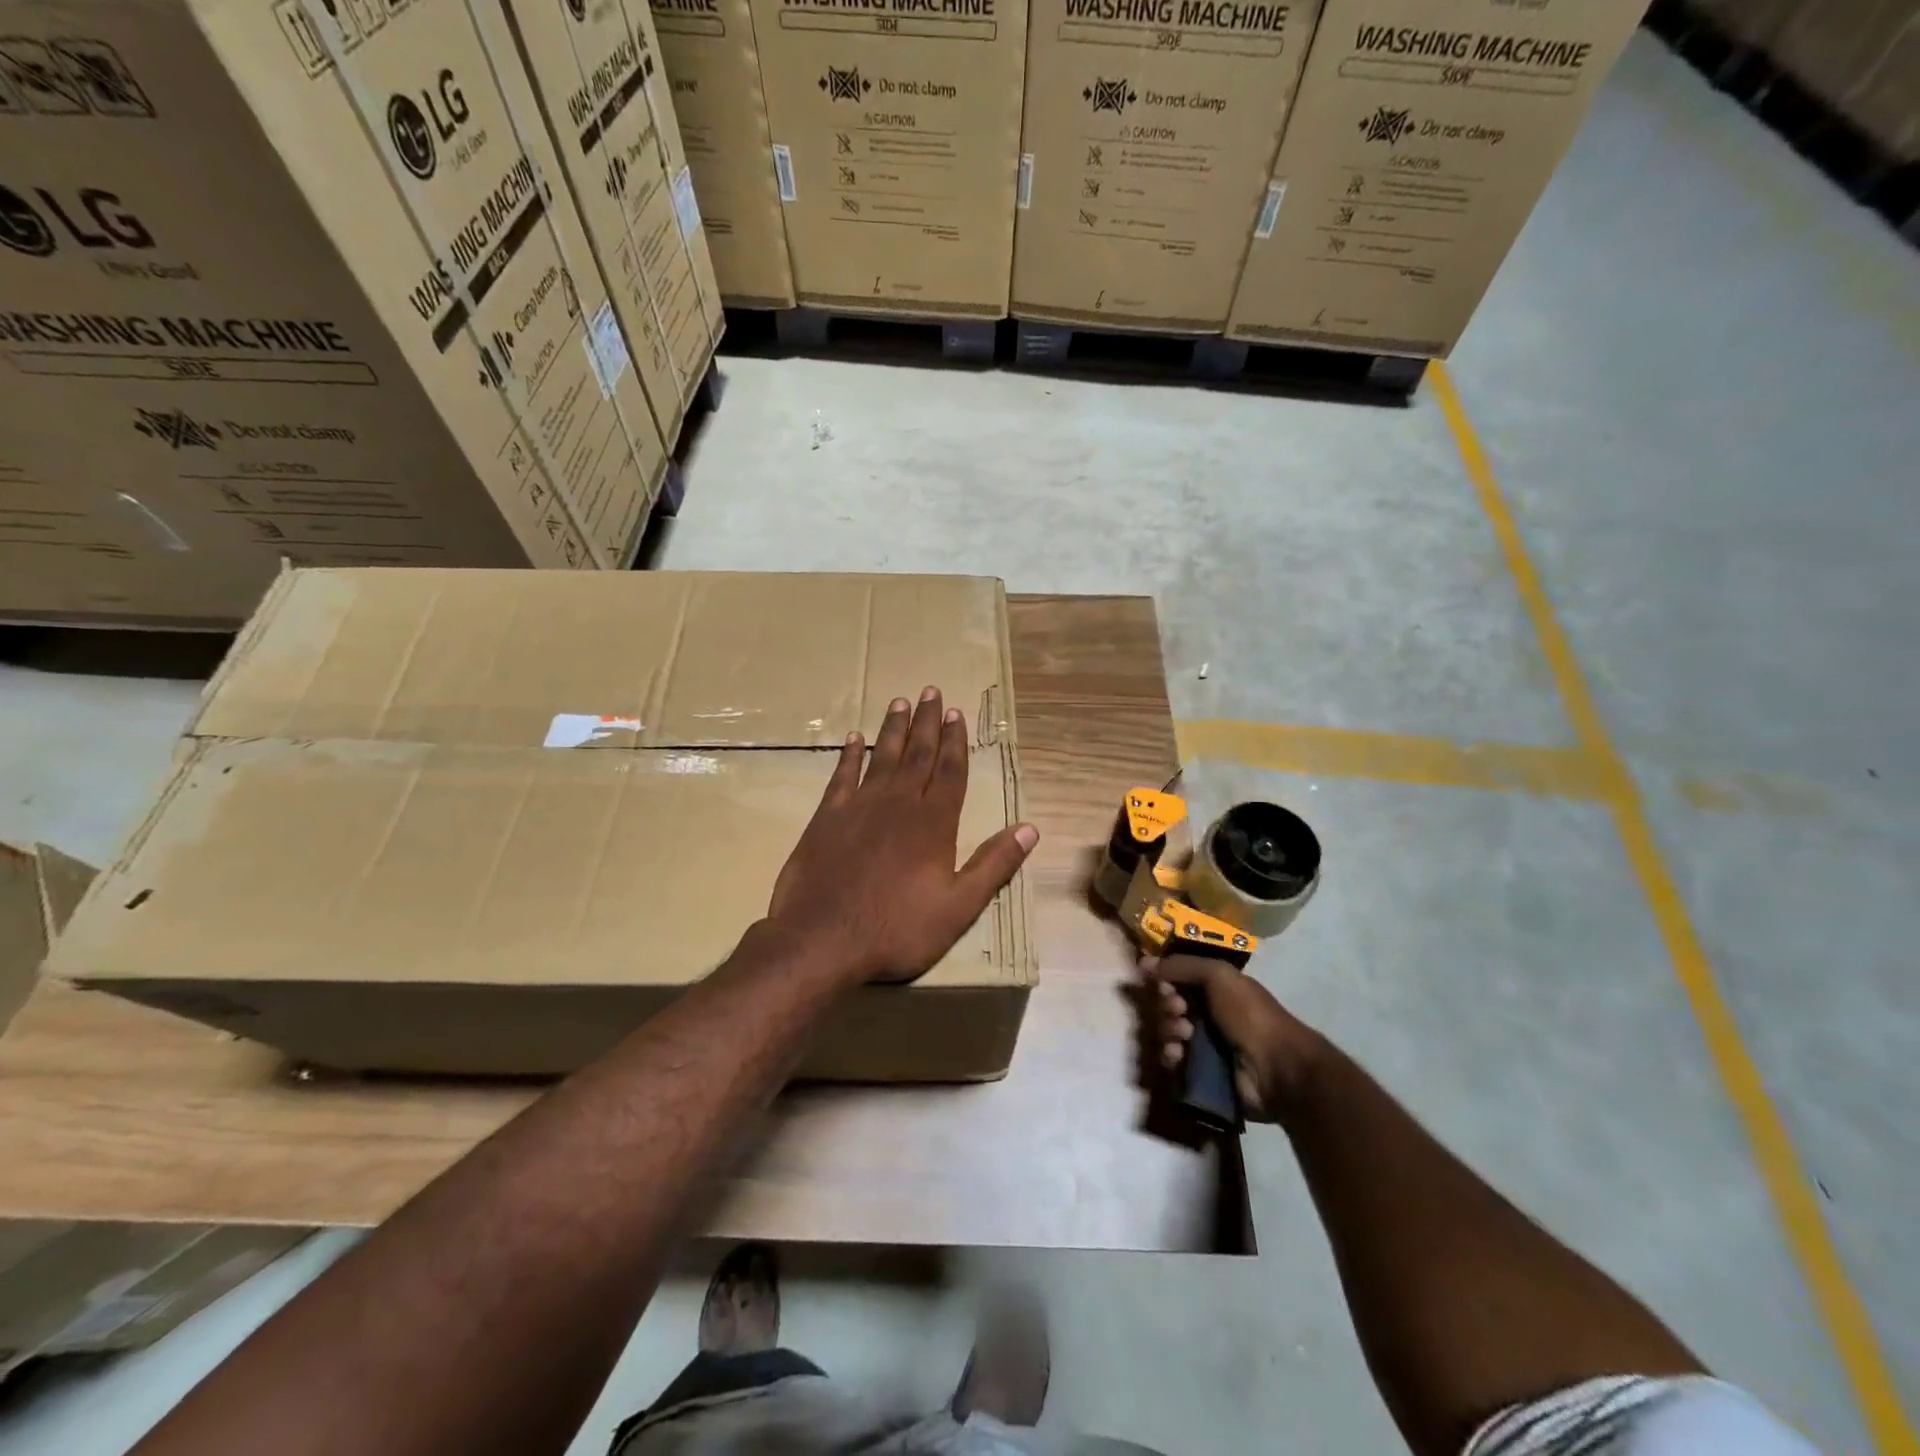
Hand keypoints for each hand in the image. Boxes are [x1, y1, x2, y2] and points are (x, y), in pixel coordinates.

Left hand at [768, 687, 1038, 984]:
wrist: (822, 939)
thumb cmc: (896, 928)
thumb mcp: (959, 907)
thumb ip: (994, 865)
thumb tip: (1030, 829)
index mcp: (934, 823)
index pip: (950, 771)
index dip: (955, 742)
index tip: (956, 713)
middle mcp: (899, 804)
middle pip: (917, 754)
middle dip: (926, 722)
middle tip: (930, 691)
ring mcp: (859, 807)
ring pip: (881, 757)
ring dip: (892, 728)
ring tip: (900, 701)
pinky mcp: (827, 817)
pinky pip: (841, 776)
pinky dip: (848, 755)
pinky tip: (853, 737)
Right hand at [1143, 952, 1322, 1119]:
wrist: (1276, 1068)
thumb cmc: (1249, 1014)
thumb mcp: (1219, 975)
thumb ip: (1181, 965)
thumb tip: (1145, 964)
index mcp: (1213, 989)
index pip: (1175, 979)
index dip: (1163, 980)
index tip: (1161, 983)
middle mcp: (1205, 1014)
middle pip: (1166, 1005)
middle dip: (1166, 1006)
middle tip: (1178, 1010)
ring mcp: (1201, 1045)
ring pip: (1165, 1032)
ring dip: (1167, 1030)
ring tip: (1183, 1035)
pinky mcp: (1197, 1073)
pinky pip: (1170, 1061)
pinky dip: (1170, 1055)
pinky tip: (1178, 1055)